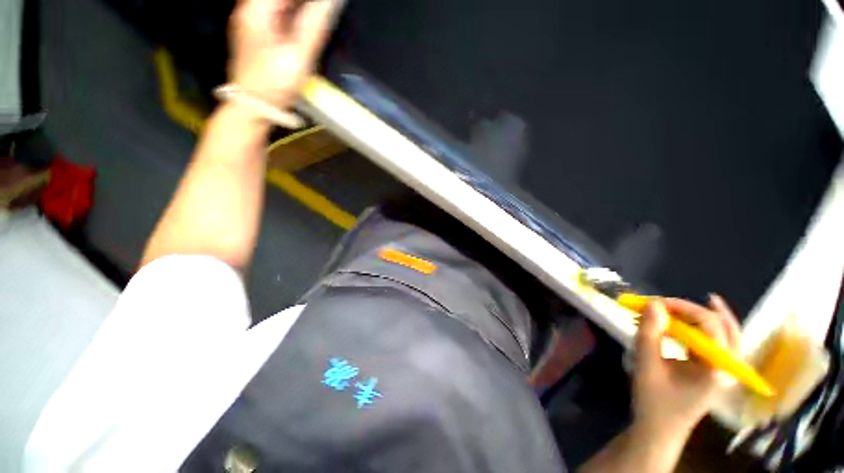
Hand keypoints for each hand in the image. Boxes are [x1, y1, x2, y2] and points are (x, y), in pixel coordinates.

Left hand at [228, 0, 341, 108]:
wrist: (254, 105)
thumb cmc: (274, 83)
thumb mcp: (298, 54)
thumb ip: (314, 25)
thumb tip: (331, 3)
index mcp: (257, 9)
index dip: (309, 1)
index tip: (326, 5)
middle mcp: (249, 10)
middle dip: (303, 5)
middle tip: (321, 10)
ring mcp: (250, 22)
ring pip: (276, 5)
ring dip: (297, 8)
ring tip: (316, 14)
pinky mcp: (255, 34)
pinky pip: (273, 14)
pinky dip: (290, 14)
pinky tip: (302, 21)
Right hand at [632, 295, 741, 439]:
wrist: (658, 430)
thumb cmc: (654, 401)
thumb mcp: (646, 366)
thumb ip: (649, 334)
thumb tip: (653, 304)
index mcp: (716, 369)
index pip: (712, 327)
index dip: (684, 309)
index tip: (655, 303)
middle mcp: (727, 366)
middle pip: (723, 326)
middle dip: (692, 310)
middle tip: (664, 303)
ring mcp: (721, 368)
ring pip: (720, 332)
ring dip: (694, 317)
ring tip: (669, 308)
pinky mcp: (711, 368)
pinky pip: (711, 340)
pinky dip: (696, 327)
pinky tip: (684, 320)